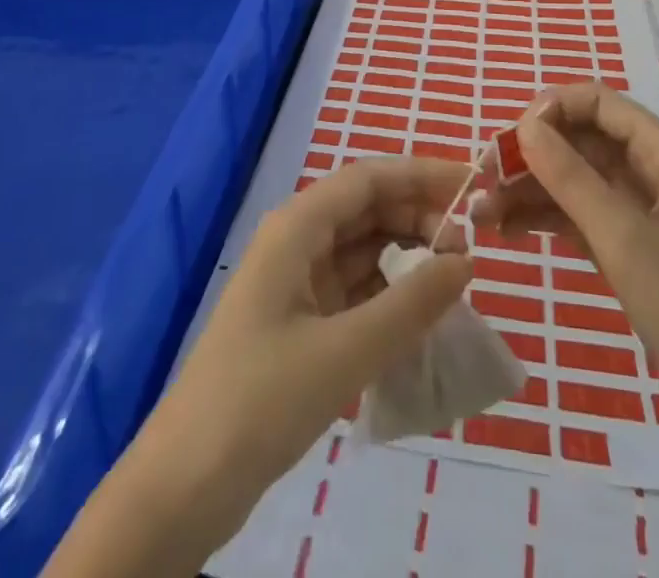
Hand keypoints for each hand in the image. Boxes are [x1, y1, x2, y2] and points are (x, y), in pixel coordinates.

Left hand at [144, 159, 473, 531]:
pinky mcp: (300, 320)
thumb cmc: (261, 399)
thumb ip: (411, 303)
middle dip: (419, 216)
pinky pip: (355, 286)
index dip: (422, 174)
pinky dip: (389, 291)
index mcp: (297, 226)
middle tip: (470, 247)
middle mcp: (297, 240)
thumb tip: (466, 260)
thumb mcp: (345, 351)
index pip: (369, 178)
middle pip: (367, 207)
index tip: (473, 187)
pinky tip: (420, 313)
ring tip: (454, 278)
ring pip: (363, 247)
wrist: (186, 483)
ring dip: (407, 253)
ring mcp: (296, 281)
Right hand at [473, 83, 658, 478]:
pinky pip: (576, 214)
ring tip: (481, 213)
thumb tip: (525, 125)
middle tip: (483, 179)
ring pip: (572, 178)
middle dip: (531, 153)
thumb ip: (571, 178)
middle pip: (579, 139)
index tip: (510, 139)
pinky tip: (506, 230)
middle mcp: (648, 170)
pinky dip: (543, 218)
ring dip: (528, 189)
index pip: (597, 102)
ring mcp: (637, 210)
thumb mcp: (625, 238)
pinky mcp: (628, 246)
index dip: (551, 109)